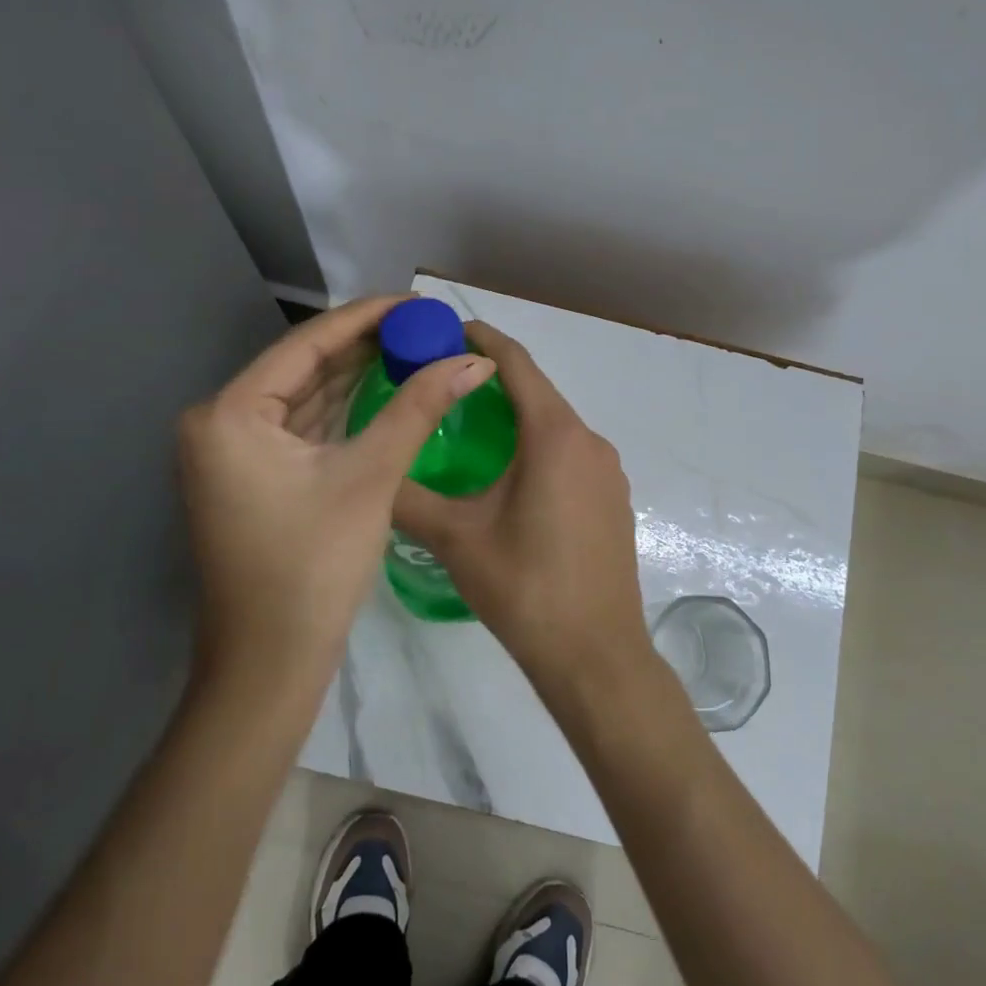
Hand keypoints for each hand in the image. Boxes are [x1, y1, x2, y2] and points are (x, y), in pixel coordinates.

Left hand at [177, 296, 495, 689]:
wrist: (269, 665)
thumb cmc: (313, 566)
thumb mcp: (370, 476)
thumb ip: (418, 407)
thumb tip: (474, 358)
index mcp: (231, 412)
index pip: (307, 343)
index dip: (367, 317)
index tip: (417, 301)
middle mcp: (220, 422)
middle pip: (304, 367)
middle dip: (366, 347)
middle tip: (424, 327)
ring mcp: (233, 452)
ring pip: (305, 398)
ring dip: (357, 377)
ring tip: (414, 349)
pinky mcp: (252, 477)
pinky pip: (302, 428)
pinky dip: (343, 411)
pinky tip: (384, 390)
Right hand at [392, 322, 649, 693]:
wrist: (596, 656)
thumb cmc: (524, 588)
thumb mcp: (455, 538)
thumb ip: (407, 496)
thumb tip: (372, 472)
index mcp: (555, 436)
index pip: (518, 365)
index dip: (484, 340)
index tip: (449, 328)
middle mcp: (589, 441)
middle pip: (538, 393)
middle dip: (493, 380)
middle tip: (443, 382)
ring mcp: (609, 472)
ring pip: (556, 425)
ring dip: (517, 415)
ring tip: (468, 424)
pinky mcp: (613, 500)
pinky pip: (571, 454)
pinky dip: (538, 446)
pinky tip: (509, 473)